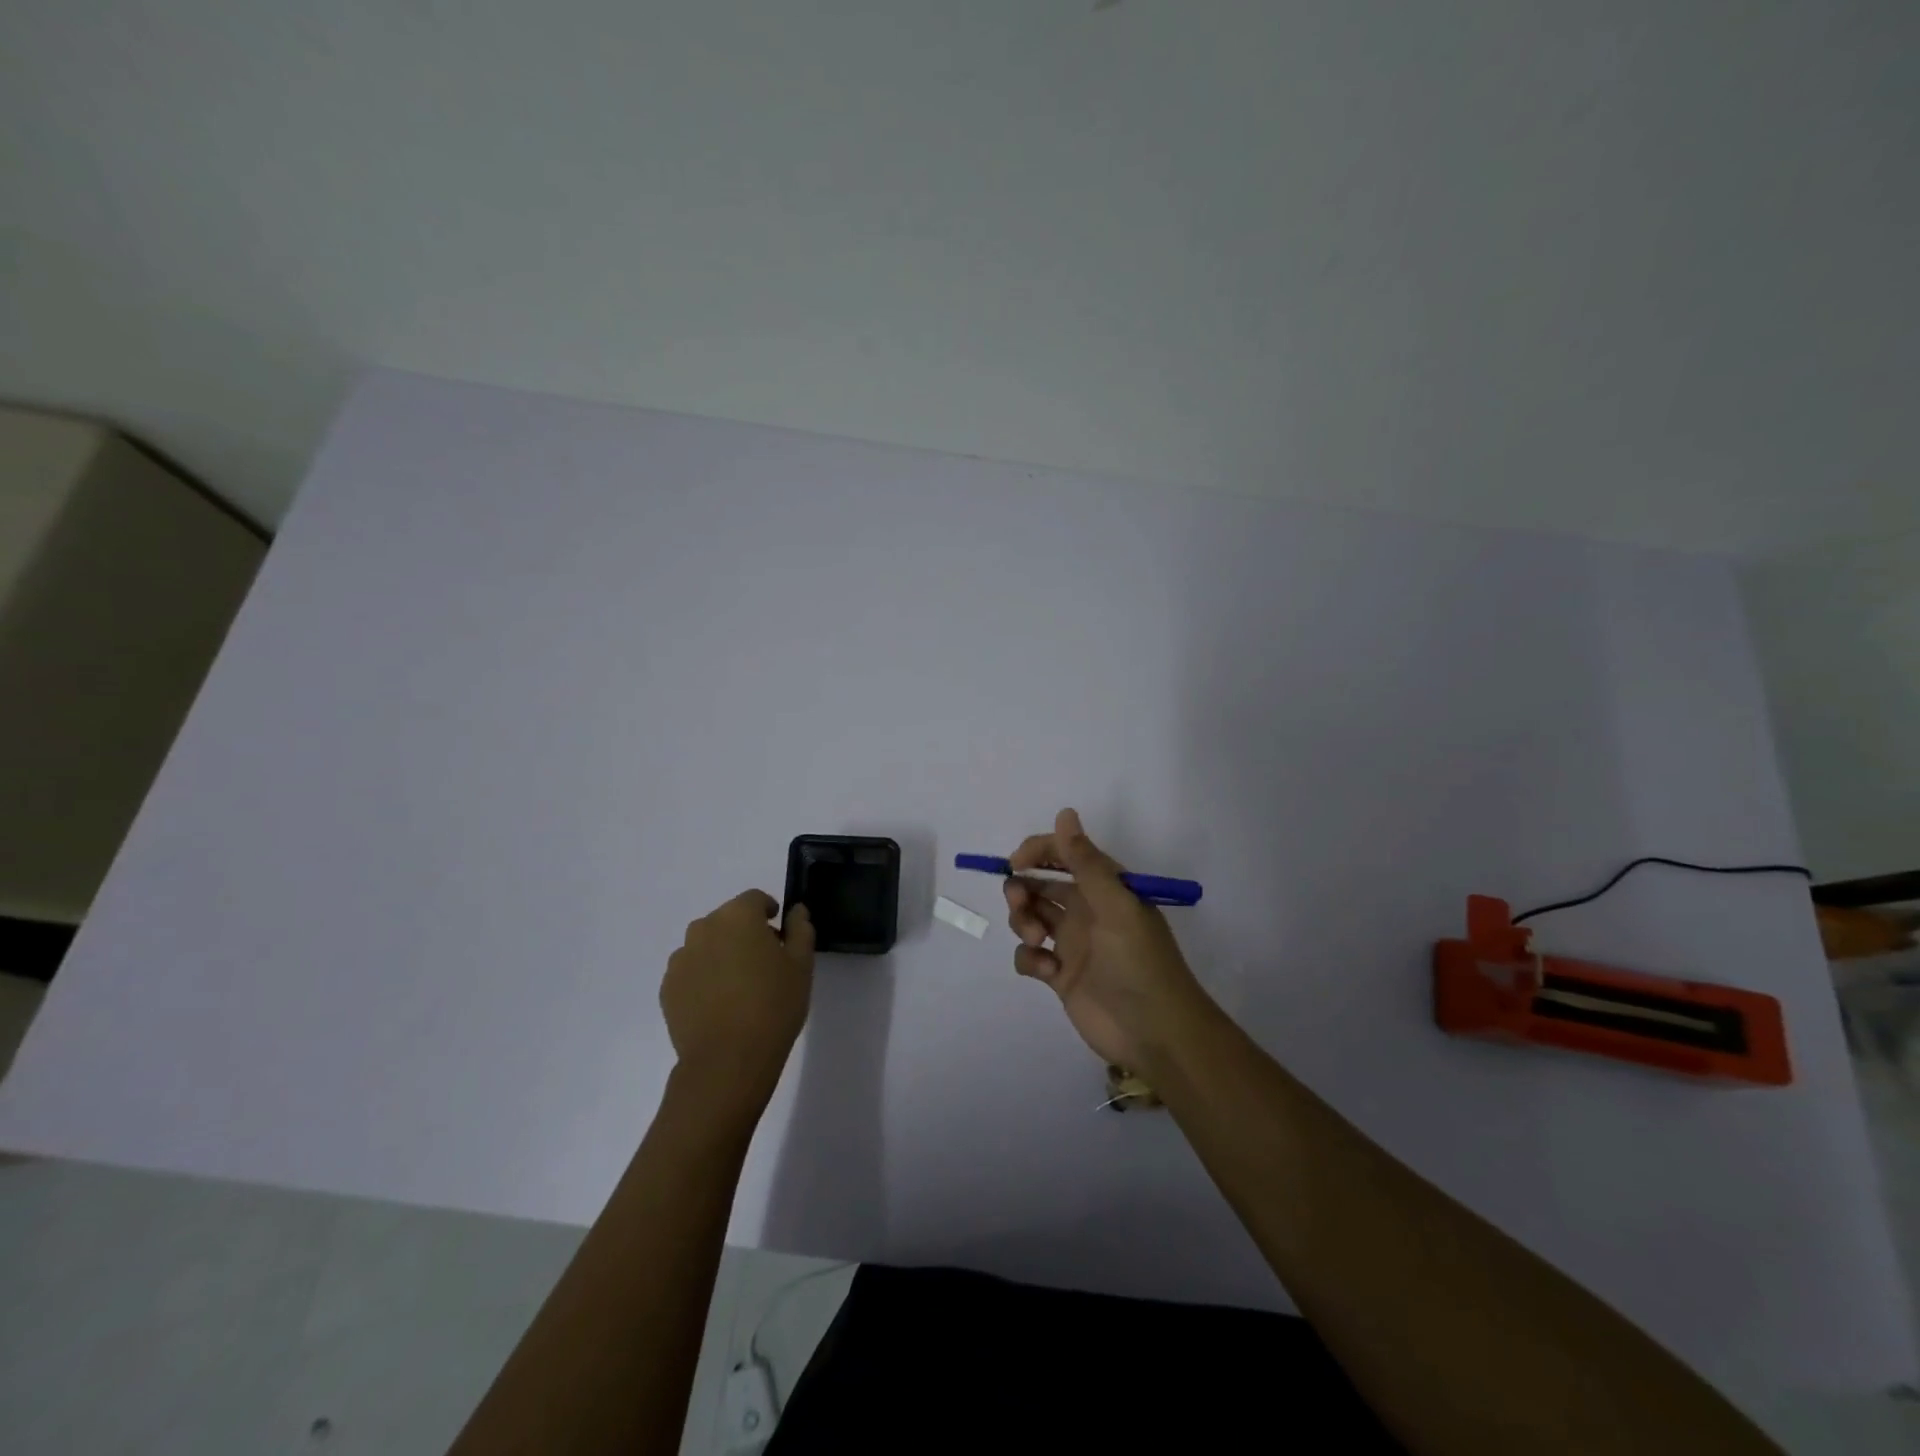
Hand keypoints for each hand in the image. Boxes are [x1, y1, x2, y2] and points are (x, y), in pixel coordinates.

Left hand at [661, 891, 814, 1116]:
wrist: (727, 1060)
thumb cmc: (773, 1005)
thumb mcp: (801, 965)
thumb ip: (800, 930)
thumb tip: (796, 911)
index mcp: (738, 916)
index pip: (755, 899)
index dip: (769, 912)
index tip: (780, 934)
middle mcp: (704, 928)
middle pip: (728, 920)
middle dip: (745, 933)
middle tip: (764, 963)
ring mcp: (681, 958)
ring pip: (706, 945)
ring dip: (722, 954)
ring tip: (739, 987)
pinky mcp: (668, 987)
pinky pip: (691, 971)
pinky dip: (704, 977)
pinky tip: (720, 1004)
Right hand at [1003, 808, 1212, 1075]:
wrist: (1155, 1032)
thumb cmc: (1139, 962)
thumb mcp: (1115, 906)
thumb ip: (1085, 861)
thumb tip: (1065, 813)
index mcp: (1104, 888)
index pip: (1064, 855)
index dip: (1037, 852)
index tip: (1015, 863)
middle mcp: (1086, 910)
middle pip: (1040, 885)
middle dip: (1022, 888)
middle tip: (1020, 902)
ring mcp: (1072, 943)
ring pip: (1030, 917)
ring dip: (1023, 921)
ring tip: (1036, 939)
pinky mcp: (1060, 975)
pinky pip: (1030, 955)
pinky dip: (1030, 958)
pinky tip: (1047, 971)